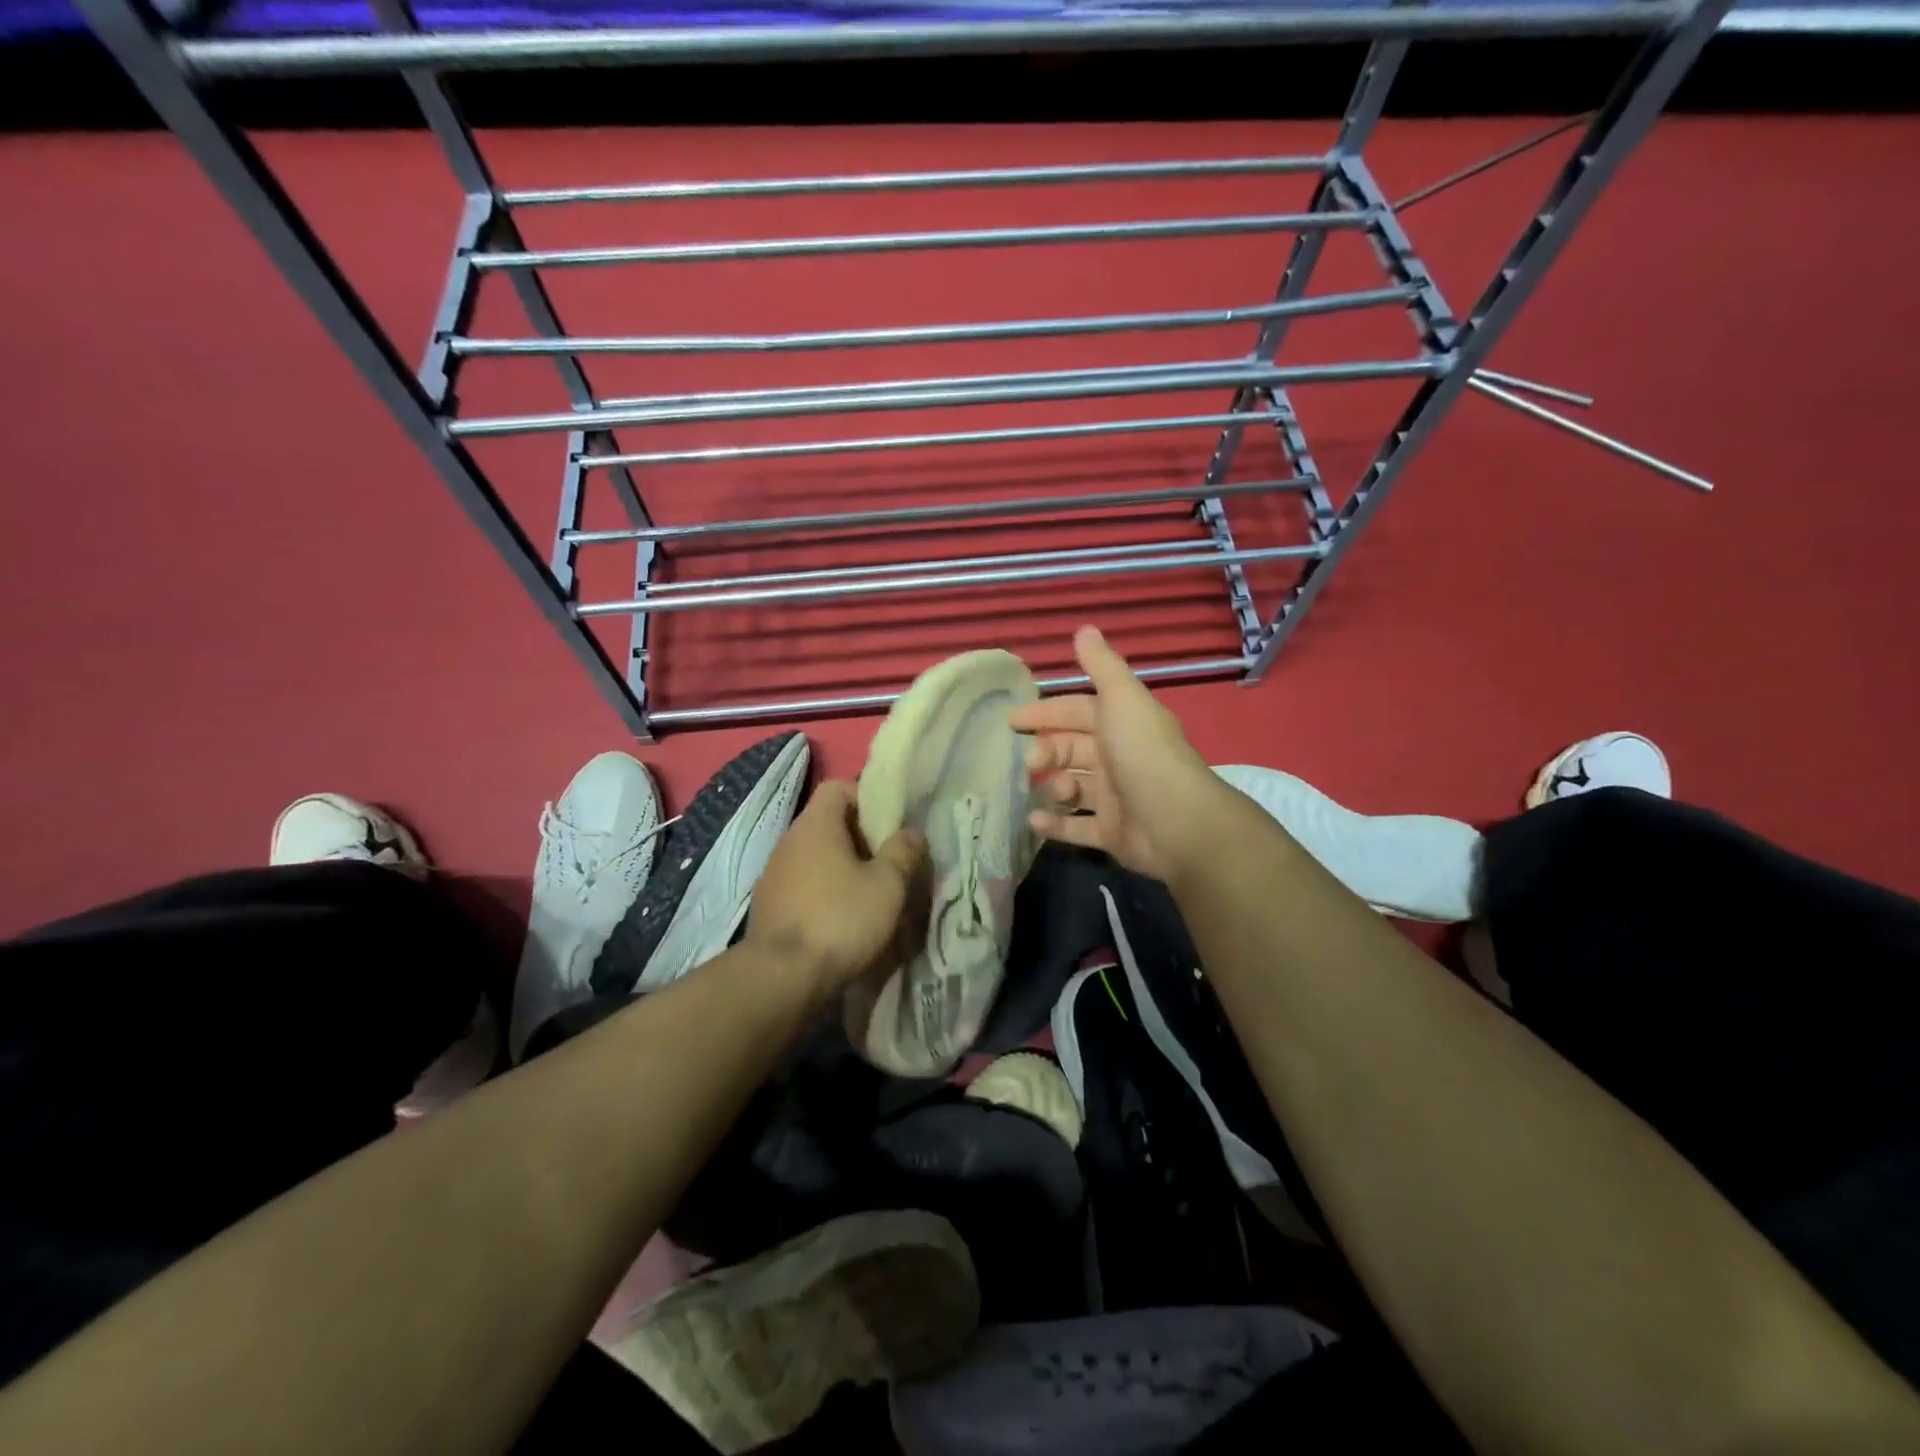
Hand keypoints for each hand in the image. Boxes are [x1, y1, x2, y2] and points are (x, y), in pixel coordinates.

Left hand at [745, 779, 927, 998]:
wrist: (780, 978)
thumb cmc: (840, 919)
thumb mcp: (887, 885)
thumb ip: (903, 852)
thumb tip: (912, 832)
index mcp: (815, 824)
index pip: (838, 788)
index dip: (866, 798)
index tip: (889, 826)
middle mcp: (788, 841)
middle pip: (828, 824)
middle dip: (860, 839)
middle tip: (888, 865)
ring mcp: (773, 874)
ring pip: (816, 858)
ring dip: (841, 870)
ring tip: (869, 896)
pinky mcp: (768, 906)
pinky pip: (803, 886)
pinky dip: (823, 894)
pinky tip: (842, 921)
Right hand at [1011, 626, 1232, 882]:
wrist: (1176, 821)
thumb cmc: (1142, 754)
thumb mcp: (1121, 699)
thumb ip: (1101, 666)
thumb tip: (1084, 628)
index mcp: (1122, 724)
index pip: (1078, 712)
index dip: (1047, 712)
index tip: (1012, 720)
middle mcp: (1119, 758)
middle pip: (1072, 750)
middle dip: (1046, 752)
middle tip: (1029, 763)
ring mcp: (1115, 799)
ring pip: (1073, 788)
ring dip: (1052, 787)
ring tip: (1047, 789)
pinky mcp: (1111, 833)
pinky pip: (1076, 828)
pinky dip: (1055, 825)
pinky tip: (1034, 821)